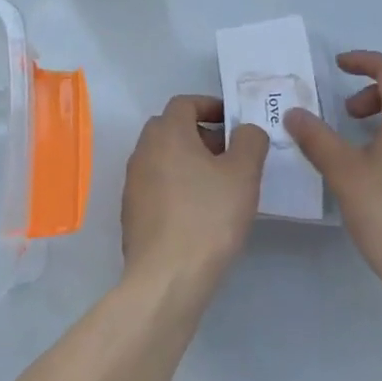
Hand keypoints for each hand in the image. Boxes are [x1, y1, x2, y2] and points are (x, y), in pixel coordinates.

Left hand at [121, 96, 267, 284]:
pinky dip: (177, 187)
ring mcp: (133, 183)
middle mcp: (143, 151)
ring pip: (163, 158)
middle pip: (172, 129)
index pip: (184, 103)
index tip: (233, 122)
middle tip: (230, 155)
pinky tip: (199, 212)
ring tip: (218, 186)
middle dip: (201, 135)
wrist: (167, 277)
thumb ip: (249, 141)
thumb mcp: (243, 174)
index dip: (210, 106)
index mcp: (166, 133)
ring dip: (189, 162)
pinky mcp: (132, 212)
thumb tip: (245, 130)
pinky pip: (157, 186)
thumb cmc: (208, 217)